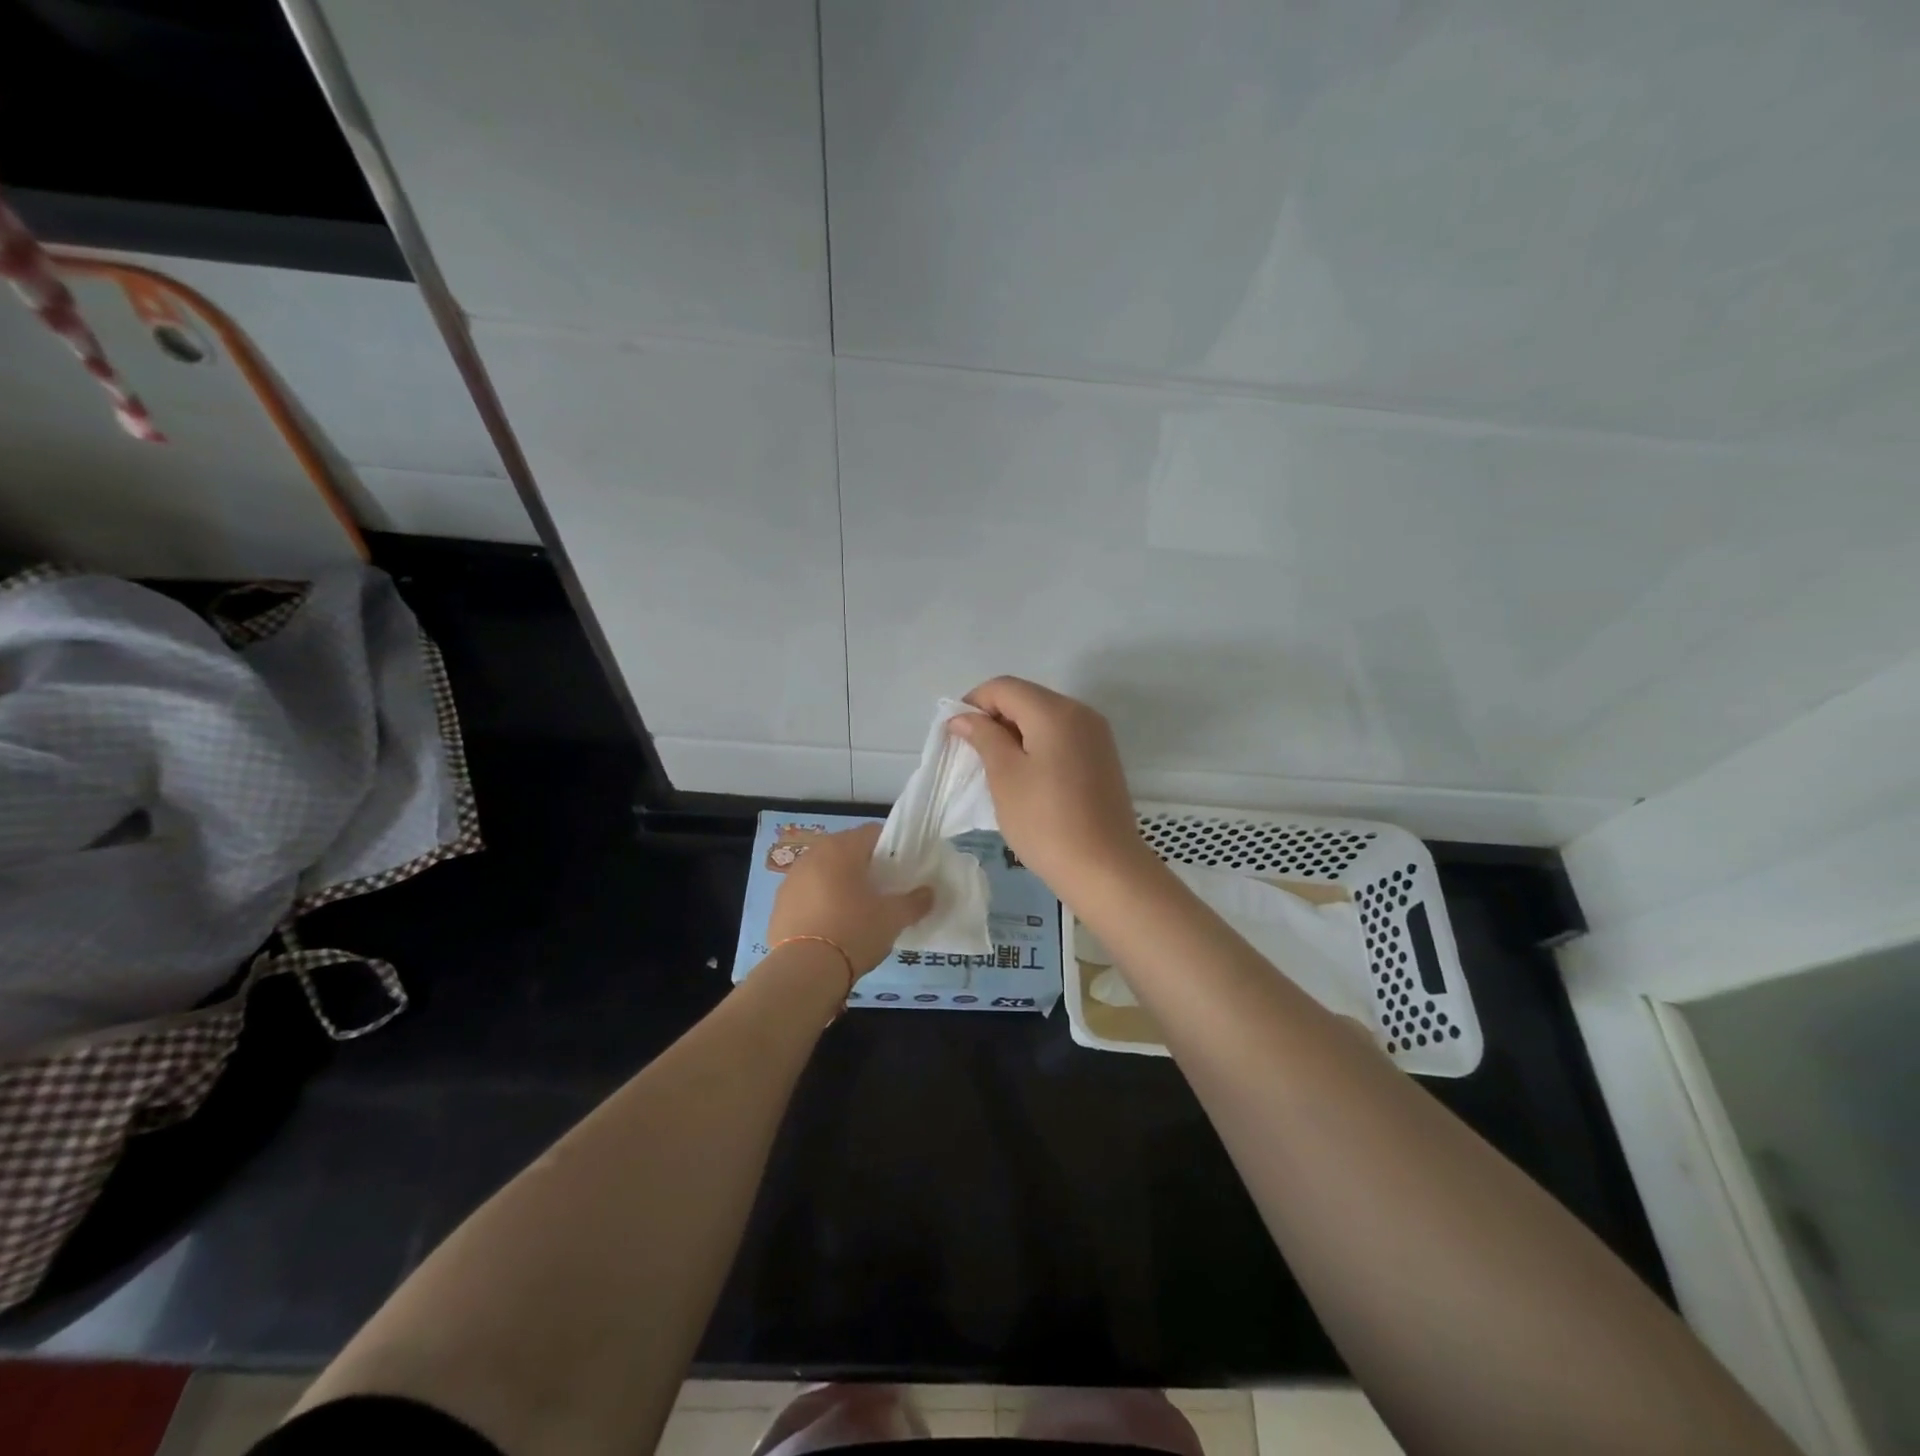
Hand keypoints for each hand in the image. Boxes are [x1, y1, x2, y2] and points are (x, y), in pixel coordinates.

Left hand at [766, 823, 934, 976]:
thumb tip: (929, 893)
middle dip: (864, 866)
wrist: (804, 971)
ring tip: (855, 910)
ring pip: (824, 871)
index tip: (901, 870)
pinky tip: (830, 926)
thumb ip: (914, 902)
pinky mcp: (778, 904)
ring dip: (839, 883)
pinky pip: (806, 894)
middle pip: (846, 850)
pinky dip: (819, 902)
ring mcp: (791, 878)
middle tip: (881, 890)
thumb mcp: (893, 918)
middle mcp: (813, 855)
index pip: (873, 832)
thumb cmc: (854, 932)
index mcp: (842, 848)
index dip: (891, 848)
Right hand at [950, 677, 1155, 899]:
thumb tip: (963, 717)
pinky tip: (1027, 777)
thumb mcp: (1005, 776)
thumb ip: (983, 737)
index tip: (956, 735)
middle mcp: (1080, 712)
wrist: (1104, 868)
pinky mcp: (1102, 758)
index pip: (1004, 687)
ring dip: (1015, 732)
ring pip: (1045, 717)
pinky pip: (1062, 737)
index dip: (974, 703)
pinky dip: (1038, 745)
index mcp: (1055, 711)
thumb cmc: (1045, 821)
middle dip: (995, 717)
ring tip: (997, 769)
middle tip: (973, 754)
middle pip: (1027, 698)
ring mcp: (1096, 735)